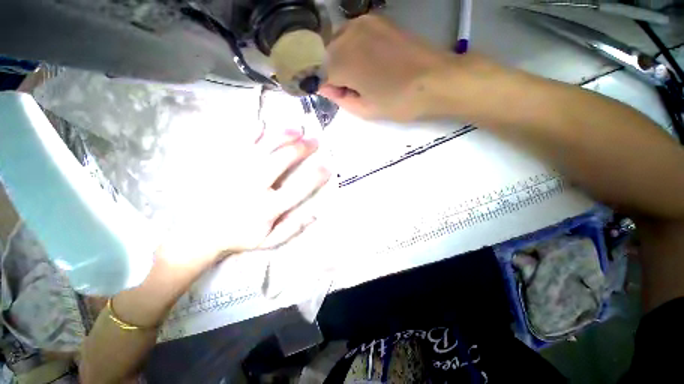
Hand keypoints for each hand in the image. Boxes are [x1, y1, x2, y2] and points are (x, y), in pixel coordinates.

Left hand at [160, 128, 330, 271]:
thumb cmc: (238, 237)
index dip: (316, 175)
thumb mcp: (268, 241)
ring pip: (263, 146)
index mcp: (267, 207)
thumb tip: (315, 214)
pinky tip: (263, 125)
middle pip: (282, 159)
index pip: (298, 188)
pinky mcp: (220, 163)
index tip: (328, 165)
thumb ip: (292, 228)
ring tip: (297, 128)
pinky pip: (237, 142)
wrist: (198, 232)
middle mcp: (252, 186)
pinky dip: (251, 131)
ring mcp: (235, 171)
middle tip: (315, 140)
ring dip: (282, 135)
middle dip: (302, 147)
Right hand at [320, 15, 455, 120]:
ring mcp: (363, 22)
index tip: (338, 96)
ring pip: (338, 44)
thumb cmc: (399, 101)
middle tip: (351, 90)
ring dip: (342, 61)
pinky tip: (370, 62)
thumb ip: (339, 98)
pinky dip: (353, 49)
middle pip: (326, 56)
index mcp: (342, 61)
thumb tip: (327, 87)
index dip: (326, 88)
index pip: (318, 74)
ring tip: (363, 77)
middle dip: (332, 73)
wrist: (436, 80)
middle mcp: (347, 35)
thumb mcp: (365, 110)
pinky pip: (353, 35)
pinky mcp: (377, 19)